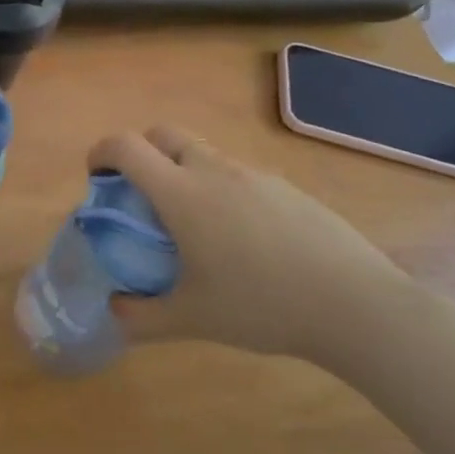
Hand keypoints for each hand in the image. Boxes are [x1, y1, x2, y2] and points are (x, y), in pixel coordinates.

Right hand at [88, 126, 414, 362]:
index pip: (126, 147)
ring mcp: (256, 175)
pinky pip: (239, 175)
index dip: (101, 152)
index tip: (96, 178)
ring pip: (204, 153)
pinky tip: (242, 239)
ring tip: (192, 223)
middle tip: (141, 194)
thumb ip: (143, 316)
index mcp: (182, 193)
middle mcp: (214, 171)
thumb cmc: (262, 305)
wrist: (358, 306)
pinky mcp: (288, 189)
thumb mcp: (192, 319)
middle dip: (142, 152)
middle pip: (164, 134)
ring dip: (183, 171)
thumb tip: (114, 310)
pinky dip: (222, 189)